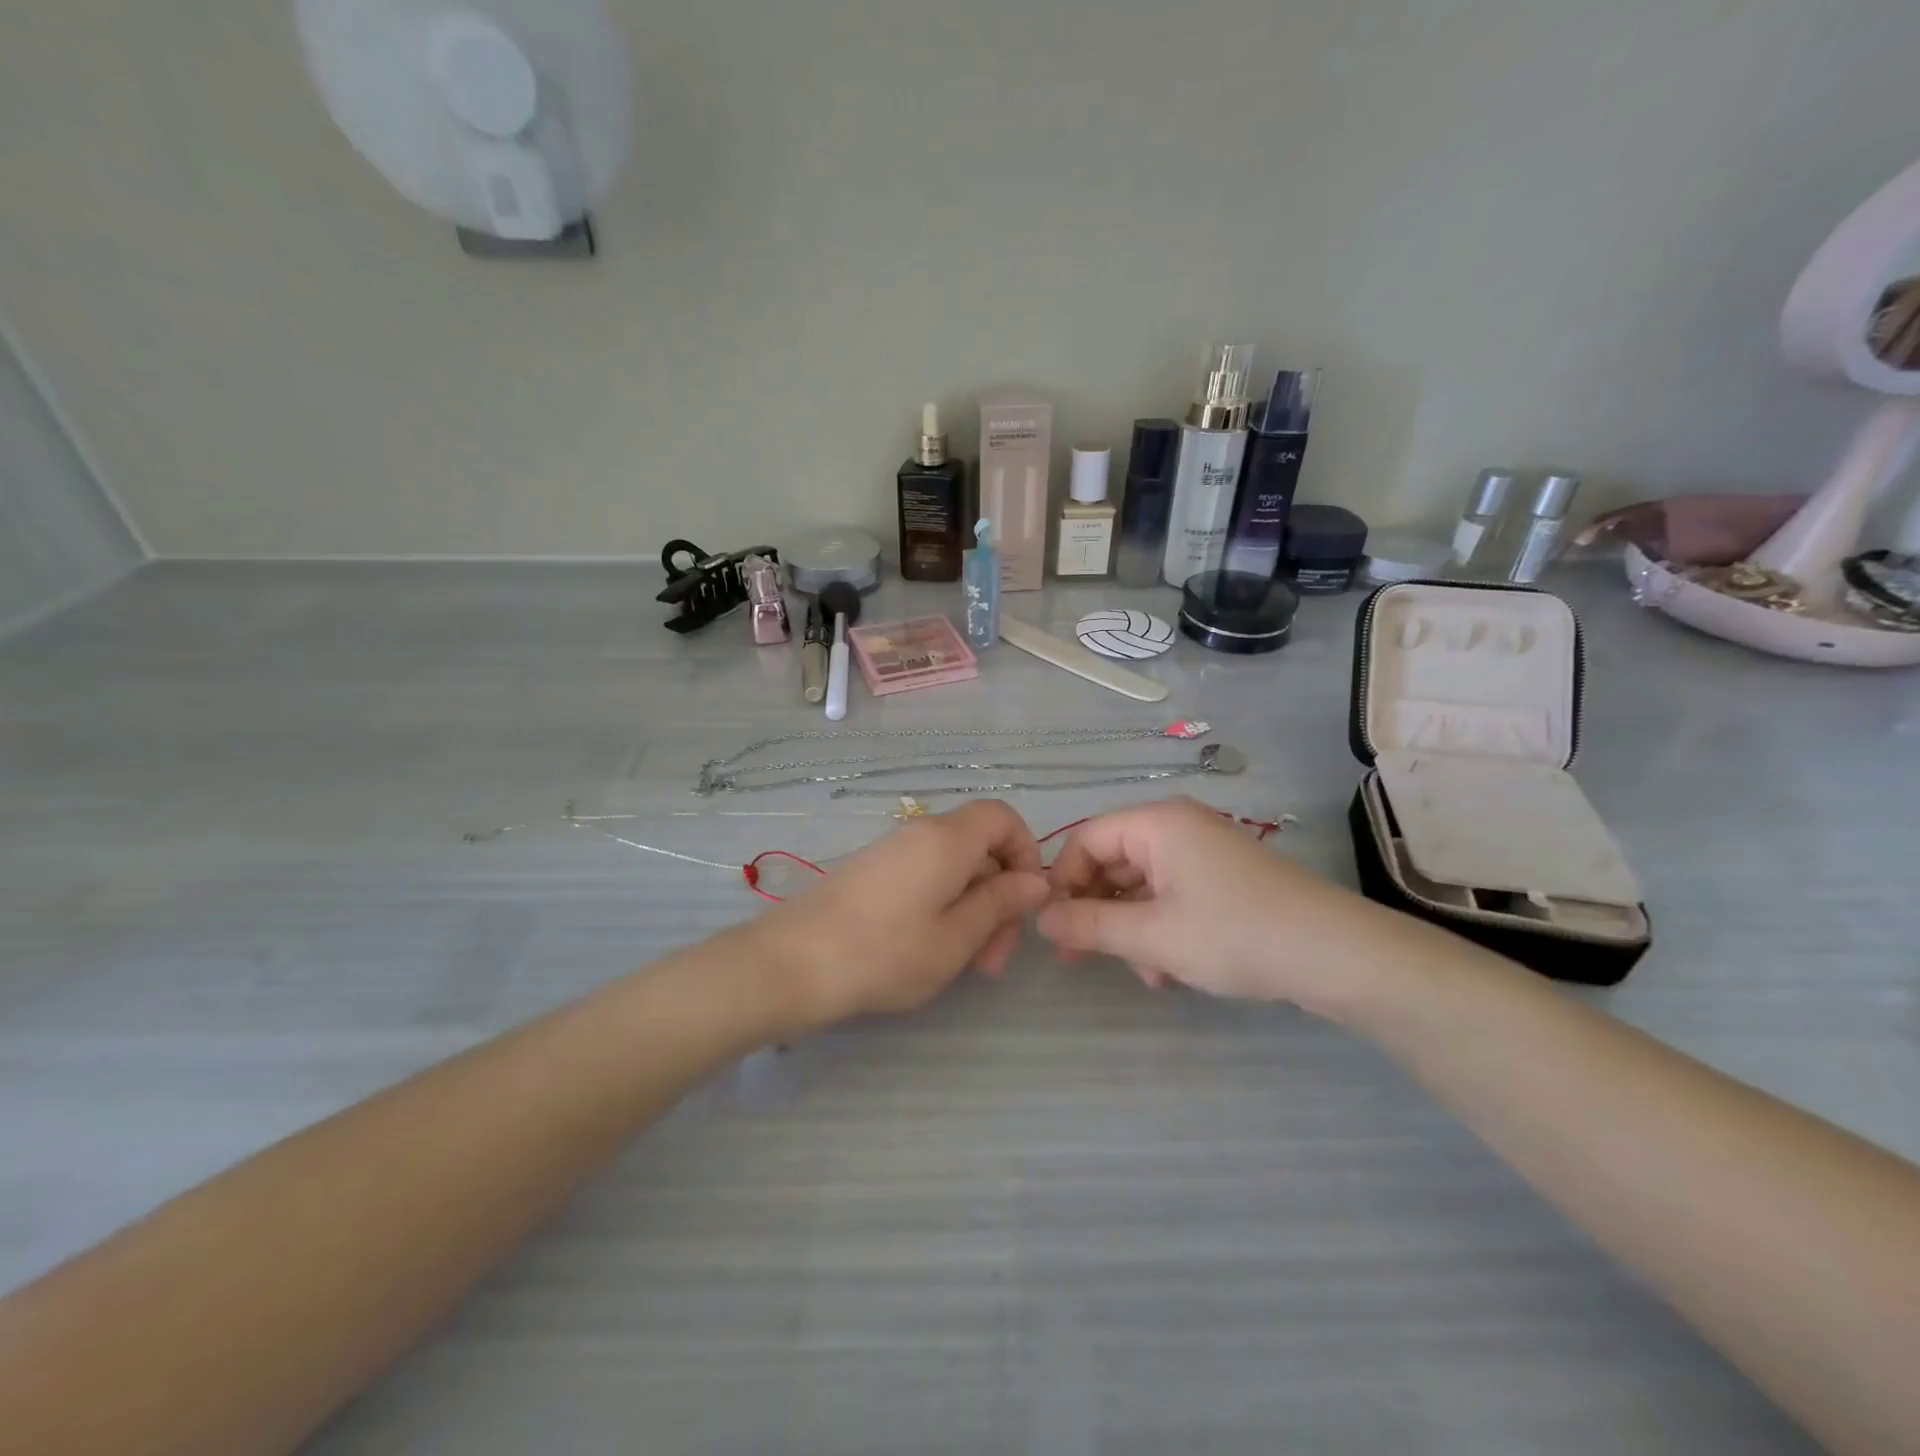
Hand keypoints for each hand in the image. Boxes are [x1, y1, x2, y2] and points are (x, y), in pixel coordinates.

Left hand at [754, 800, 1049, 1029]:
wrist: (791, 964)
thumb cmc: (884, 953)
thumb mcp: (955, 938)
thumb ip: (1000, 904)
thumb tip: (1035, 881)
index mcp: (947, 839)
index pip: (1003, 817)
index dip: (1026, 852)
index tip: (1025, 901)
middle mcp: (920, 834)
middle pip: (980, 847)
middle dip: (1000, 896)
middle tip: (996, 958)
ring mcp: (892, 853)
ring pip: (953, 869)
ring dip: (973, 910)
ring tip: (969, 964)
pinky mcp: (872, 873)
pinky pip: (924, 878)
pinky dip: (943, 908)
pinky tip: (934, 951)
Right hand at [1035, 796, 1439, 1015]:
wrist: (1336, 955)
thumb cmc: (1233, 933)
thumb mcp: (1151, 935)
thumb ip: (1090, 925)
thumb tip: (1040, 920)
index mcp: (1157, 824)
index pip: (1086, 840)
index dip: (1064, 882)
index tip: (1054, 929)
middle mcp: (1177, 828)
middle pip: (1113, 862)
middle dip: (1097, 911)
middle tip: (1080, 958)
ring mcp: (1204, 854)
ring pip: (1141, 885)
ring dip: (1130, 928)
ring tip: (1143, 973)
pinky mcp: (1223, 881)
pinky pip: (1172, 896)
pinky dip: (1160, 929)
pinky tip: (1168, 971)